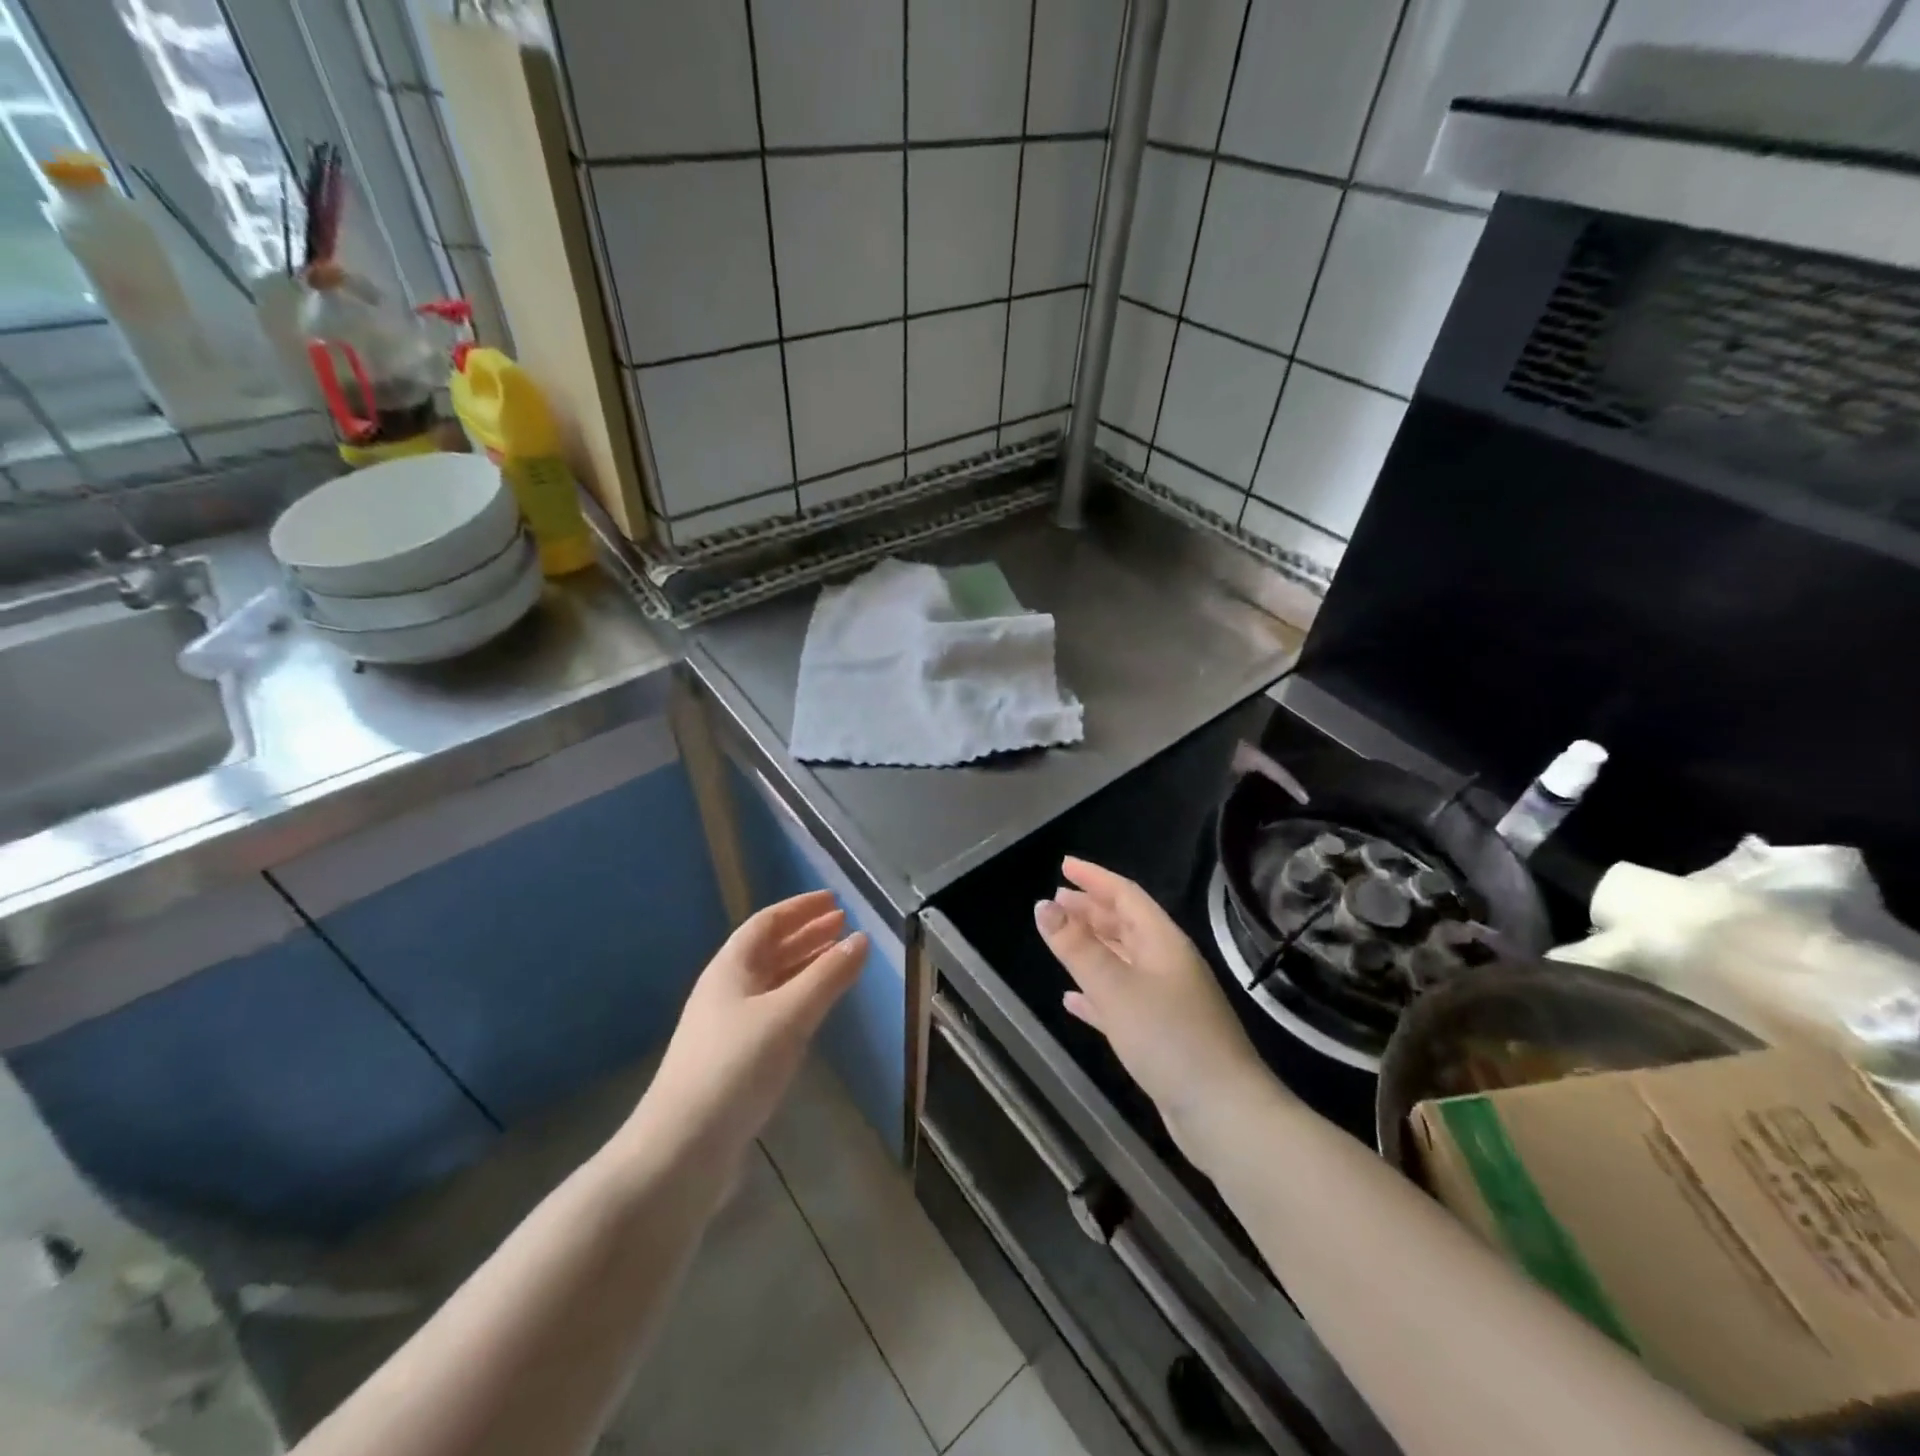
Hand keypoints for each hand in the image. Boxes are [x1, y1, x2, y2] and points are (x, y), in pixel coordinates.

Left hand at [628, 890, 866, 1165]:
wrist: (681, 1149)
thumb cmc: (735, 1067)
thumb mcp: (789, 1015)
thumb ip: (827, 976)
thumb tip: (861, 939)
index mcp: (730, 969)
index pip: (767, 923)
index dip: (800, 909)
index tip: (834, 901)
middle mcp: (726, 990)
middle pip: (770, 950)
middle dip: (807, 935)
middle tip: (844, 926)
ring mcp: (727, 1027)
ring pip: (772, 982)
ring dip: (805, 967)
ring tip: (839, 960)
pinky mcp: (733, 1060)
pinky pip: (773, 1012)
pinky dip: (799, 999)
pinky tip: (816, 1010)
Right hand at [1035, 858, 1273, 1153]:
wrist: (1223, 1112)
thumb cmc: (1168, 1038)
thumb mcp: (1115, 987)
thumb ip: (1076, 947)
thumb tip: (1044, 905)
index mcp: (1163, 942)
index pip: (1126, 895)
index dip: (1094, 878)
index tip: (1064, 865)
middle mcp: (1167, 963)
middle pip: (1125, 925)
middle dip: (1090, 909)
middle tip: (1056, 899)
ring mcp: (1167, 1000)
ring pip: (1122, 960)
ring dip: (1091, 947)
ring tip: (1059, 937)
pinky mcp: (1161, 1034)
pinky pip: (1121, 999)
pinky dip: (1096, 993)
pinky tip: (1072, 999)